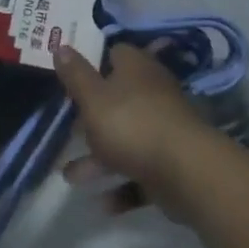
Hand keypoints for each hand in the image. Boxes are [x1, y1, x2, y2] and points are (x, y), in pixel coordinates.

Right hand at [55, 44, 215, 220]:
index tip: (70, 77)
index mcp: (136, 68)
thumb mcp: (93, 98)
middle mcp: (153, 92)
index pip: (114, 54)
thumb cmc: (132, 125)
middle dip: (92, 118)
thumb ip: (75, 75)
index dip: (92, 62)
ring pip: (127, 138)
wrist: (187, 171)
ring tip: (71, 177)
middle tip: (68, 130)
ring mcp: (164, 128)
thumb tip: (62, 44)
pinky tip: (103, 203)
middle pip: (118, 99)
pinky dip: (123, 185)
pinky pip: (141, 170)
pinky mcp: (172, 161)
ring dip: (100, 158)